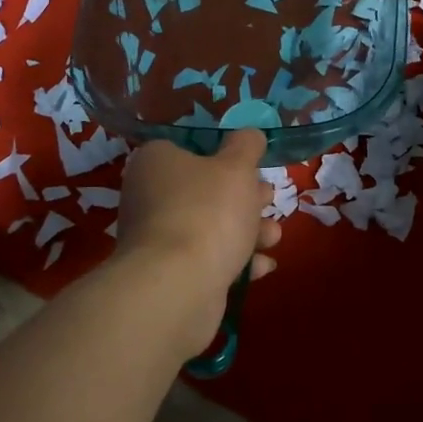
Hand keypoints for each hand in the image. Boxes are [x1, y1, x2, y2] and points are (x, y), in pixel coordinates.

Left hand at [117, 130, 281, 299]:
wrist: (180, 286)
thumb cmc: (208, 211)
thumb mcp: (237, 166)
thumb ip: (246, 146)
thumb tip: (250, 135)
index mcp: (156, 162)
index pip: (189, 149)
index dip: (224, 157)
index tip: (252, 167)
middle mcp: (149, 198)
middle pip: (205, 191)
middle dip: (245, 198)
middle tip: (268, 199)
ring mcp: (157, 240)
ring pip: (211, 227)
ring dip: (248, 231)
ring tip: (274, 237)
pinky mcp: (170, 275)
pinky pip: (208, 260)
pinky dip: (236, 262)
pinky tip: (262, 267)